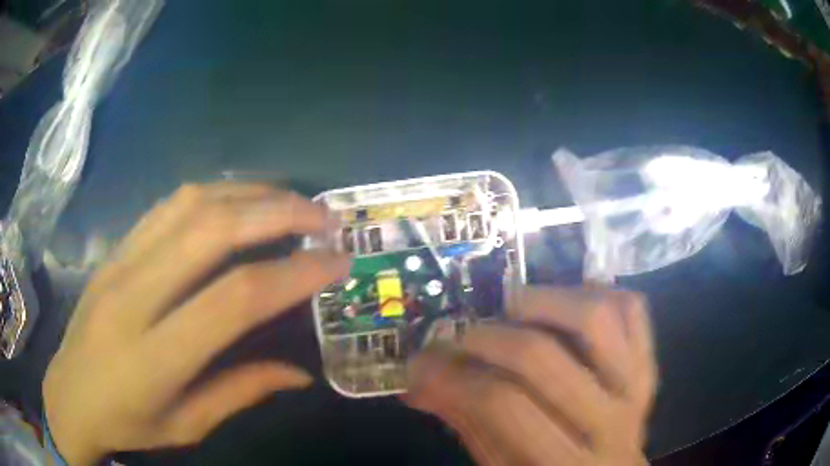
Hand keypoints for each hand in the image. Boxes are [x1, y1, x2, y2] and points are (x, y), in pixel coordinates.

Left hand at [43, 183, 349, 464]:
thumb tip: (300, 374)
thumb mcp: (187, 426)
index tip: (336, 263)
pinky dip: (212, 194)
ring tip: (289, 201)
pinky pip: (167, 206)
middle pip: (212, 230)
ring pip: (189, 204)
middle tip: (323, 217)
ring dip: (248, 193)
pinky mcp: (114, 249)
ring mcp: (120, 263)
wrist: (69, 395)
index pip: (235, 299)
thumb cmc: (127, 423)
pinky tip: (238, 201)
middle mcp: (135, 295)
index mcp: (155, 356)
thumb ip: (241, 393)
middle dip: (278, 213)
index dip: (294, 274)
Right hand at [403, 287, 656, 465]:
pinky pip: (632, 310)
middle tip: (459, 337)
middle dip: (486, 338)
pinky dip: (597, 292)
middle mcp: (606, 423)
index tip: (422, 364)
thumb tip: (421, 380)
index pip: (501, 405)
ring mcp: (634, 387)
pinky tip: (566, 300)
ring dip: (544, 299)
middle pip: (542, 358)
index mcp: (561, 463)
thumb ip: (470, 426)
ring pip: (595, 317)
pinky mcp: (648, 364)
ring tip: (511, 306)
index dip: (452, 377)